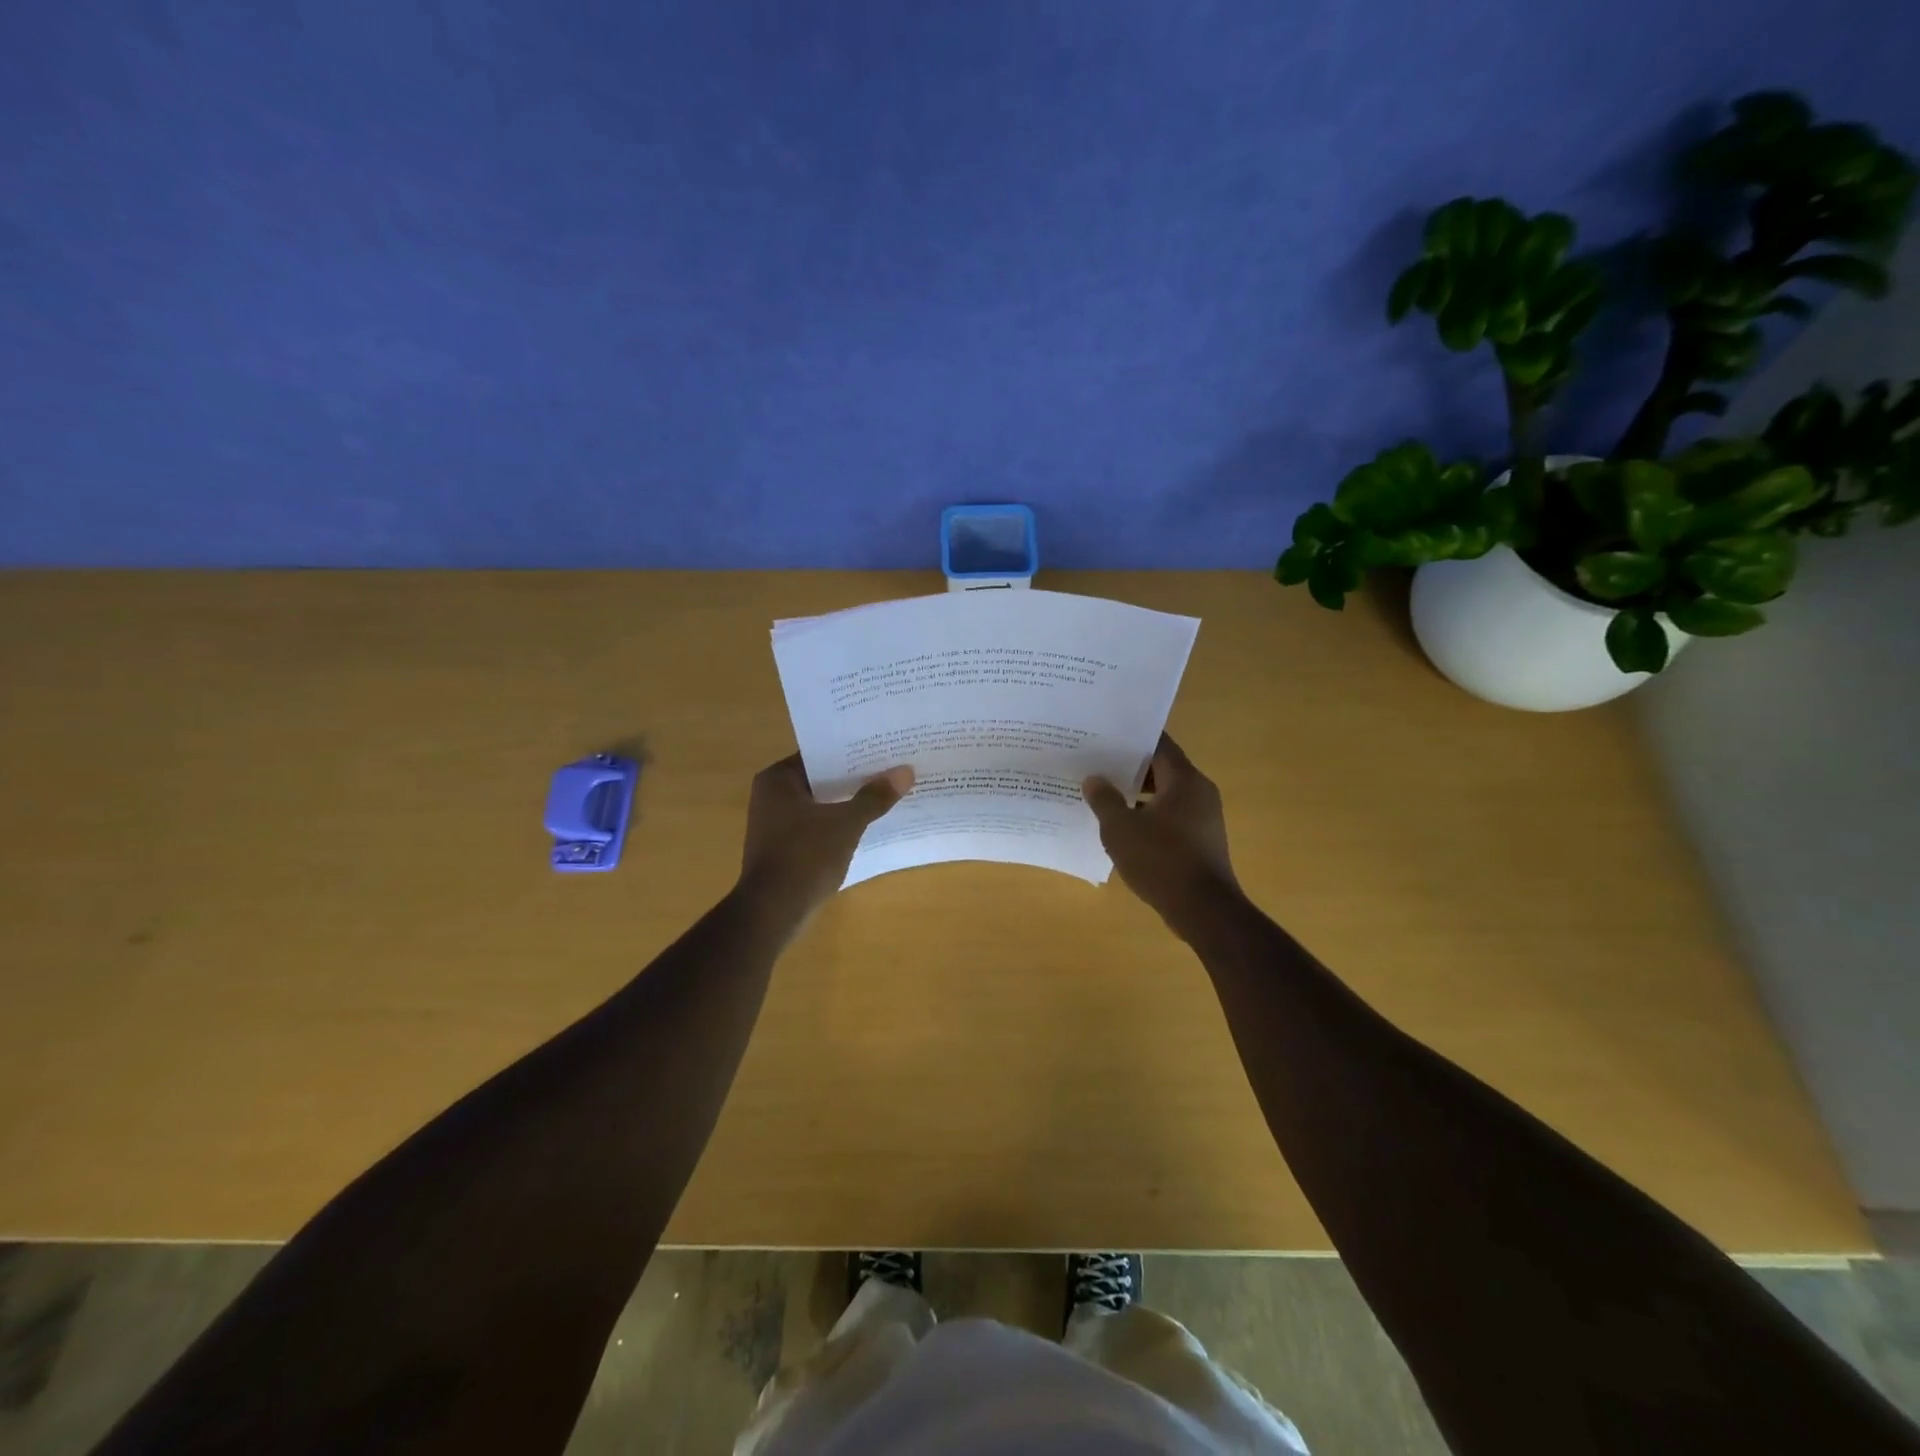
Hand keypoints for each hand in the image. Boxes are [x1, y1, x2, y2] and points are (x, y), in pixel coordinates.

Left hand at [738, 754, 912, 915]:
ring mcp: (775, 824)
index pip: (820, 754)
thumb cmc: (805, 857)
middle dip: (854, 779)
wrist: (773, 912)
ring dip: (848, 803)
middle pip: (821, 779)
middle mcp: (771, 795)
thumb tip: (905, 772)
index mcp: (778, 779)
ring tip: (886, 795)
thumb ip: (874, 797)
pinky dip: (838, 825)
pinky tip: (867, 826)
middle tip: (892, 770)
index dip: (852, 753)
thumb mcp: (846, 824)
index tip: (882, 750)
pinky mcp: (783, 848)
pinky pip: (816, 826)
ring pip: (820, 805)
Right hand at [1083, 734, 1240, 935]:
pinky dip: (1148, 817)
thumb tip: (1094, 779)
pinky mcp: (1202, 841)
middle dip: (1129, 768)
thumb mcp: (1120, 828)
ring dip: (1137, 795)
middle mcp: (1200, 792)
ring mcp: (1204, 818)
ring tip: (1103, 796)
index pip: (1159, 744)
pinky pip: (1171, 817)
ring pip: (1165, 795)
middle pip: (1162, 769)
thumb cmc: (1161, 860)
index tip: (1104, 737)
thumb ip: (1104, 799)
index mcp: (1184, 780)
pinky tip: (1123, 828)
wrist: (1203, 910)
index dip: (1131, 739)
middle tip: (1096, 765)